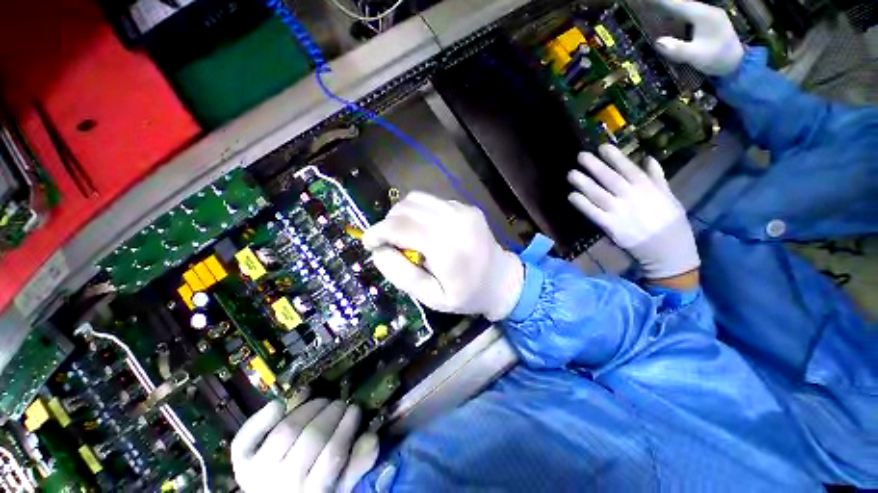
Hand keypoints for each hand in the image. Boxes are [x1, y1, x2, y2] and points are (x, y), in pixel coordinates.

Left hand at [231, 399, 378, 492]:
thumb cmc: (312, 491)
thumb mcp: (339, 488)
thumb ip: (356, 466)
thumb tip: (371, 435)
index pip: (332, 455)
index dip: (346, 427)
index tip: (355, 408)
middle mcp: (282, 486)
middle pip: (310, 440)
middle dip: (331, 413)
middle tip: (340, 402)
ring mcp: (257, 473)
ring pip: (286, 431)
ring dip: (307, 408)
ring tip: (321, 400)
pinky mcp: (241, 462)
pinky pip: (248, 436)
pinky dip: (264, 416)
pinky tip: (283, 403)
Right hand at [362, 192, 523, 321]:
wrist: (502, 280)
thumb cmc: (467, 295)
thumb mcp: (431, 297)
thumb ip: (401, 274)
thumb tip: (378, 250)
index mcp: (447, 248)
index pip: (401, 227)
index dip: (378, 231)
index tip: (368, 242)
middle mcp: (455, 221)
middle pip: (407, 207)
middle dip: (388, 222)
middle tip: (388, 242)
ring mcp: (463, 210)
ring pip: (417, 198)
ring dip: (402, 214)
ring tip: (404, 234)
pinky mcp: (467, 207)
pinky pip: (433, 201)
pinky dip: (420, 213)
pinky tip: (426, 230)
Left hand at [567, 145, 698, 278]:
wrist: (669, 251)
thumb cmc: (670, 222)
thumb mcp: (669, 195)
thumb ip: (656, 177)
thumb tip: (648, 158)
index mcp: (648, 188)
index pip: (628, 168)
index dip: (615, 157)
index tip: (602, 146)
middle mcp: (633, 197)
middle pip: (610, 179)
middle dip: (595, 166)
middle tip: (580, 155)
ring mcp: (620, 212)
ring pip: (599, 194)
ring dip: (584, 183)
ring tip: (571, 173)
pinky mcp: (611, 226)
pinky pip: (594, 213)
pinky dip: (582, 204)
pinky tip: (571, 196)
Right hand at [648, 0, 743, 75]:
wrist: (737, 64)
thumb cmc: (717, 60)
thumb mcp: (696, 56)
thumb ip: (678, 49)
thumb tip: (658, 41)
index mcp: (704, 16)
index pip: (679, 5)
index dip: (663, 2)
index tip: (648, 0)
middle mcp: (707, 11)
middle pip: (683, 4)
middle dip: (666, 4)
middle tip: (648, 4)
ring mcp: (709, 16)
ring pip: (686, 9)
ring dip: (671, 9)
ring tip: (656, 9)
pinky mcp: (709, 22)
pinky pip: (690, 15)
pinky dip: (678, 15)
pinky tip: (670, 18)